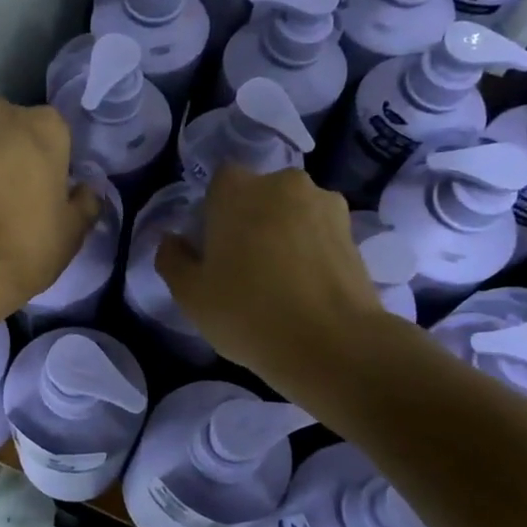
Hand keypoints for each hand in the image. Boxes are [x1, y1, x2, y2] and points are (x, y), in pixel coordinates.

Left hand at [0, 98, 100, 317]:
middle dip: (15, 150)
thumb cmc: (28, 243)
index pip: (56, 132)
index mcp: (44, 124)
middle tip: (18, 190)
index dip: (54, 160)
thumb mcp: (73, 230)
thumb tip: (85, 192)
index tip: (50, 188)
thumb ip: (84, 202)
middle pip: (14, 127)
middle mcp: (0, 114)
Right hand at [156, 166, 385, 373]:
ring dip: (284, 233)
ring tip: (280, 278)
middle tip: (244, 265)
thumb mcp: (190, 295)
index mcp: (238, 190)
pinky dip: (310, 250)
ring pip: (292, 212)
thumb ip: (173, 259)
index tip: (213, 246)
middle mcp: (283, 184)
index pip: (220, 182)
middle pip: (259, 195)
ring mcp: (325, 205)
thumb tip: (173, 240)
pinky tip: (306, 286)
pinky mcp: (353, 232)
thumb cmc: (247, 313)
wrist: (332, 344)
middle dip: (251, 219)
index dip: (215, 211)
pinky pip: (318, 233)